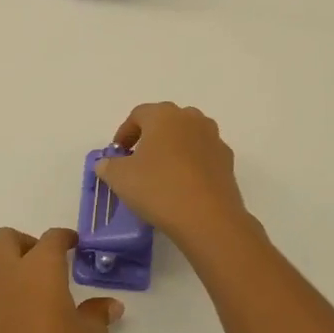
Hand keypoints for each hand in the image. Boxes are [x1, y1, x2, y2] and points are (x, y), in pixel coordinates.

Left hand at [0, 227, 122, 332]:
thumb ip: (97, 315)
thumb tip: (108, 306)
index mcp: (39, 270)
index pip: (51, 238)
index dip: (64, 238)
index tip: (73, 246)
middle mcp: (3, 276)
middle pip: (5, 239)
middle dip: (24, 244)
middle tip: (42, 267)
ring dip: (6, 278)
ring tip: (26, 306)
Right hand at [95, 103, 251, 250]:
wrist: (208, 217)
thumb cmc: (158, 188)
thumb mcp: (120, 178)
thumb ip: (109, 166)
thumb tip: (107, 163)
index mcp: (163, 115)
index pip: (138, 115)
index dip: (124, 133)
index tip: (118, 154)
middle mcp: (191, 118)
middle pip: (165, 122)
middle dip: (150, 138)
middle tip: (138, 161)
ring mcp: (213, 138)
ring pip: (187, 136)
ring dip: (173, 149)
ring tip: (162, 174)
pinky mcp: (227, 160)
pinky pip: (203, 155)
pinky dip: (191, 164)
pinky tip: (183, 186)